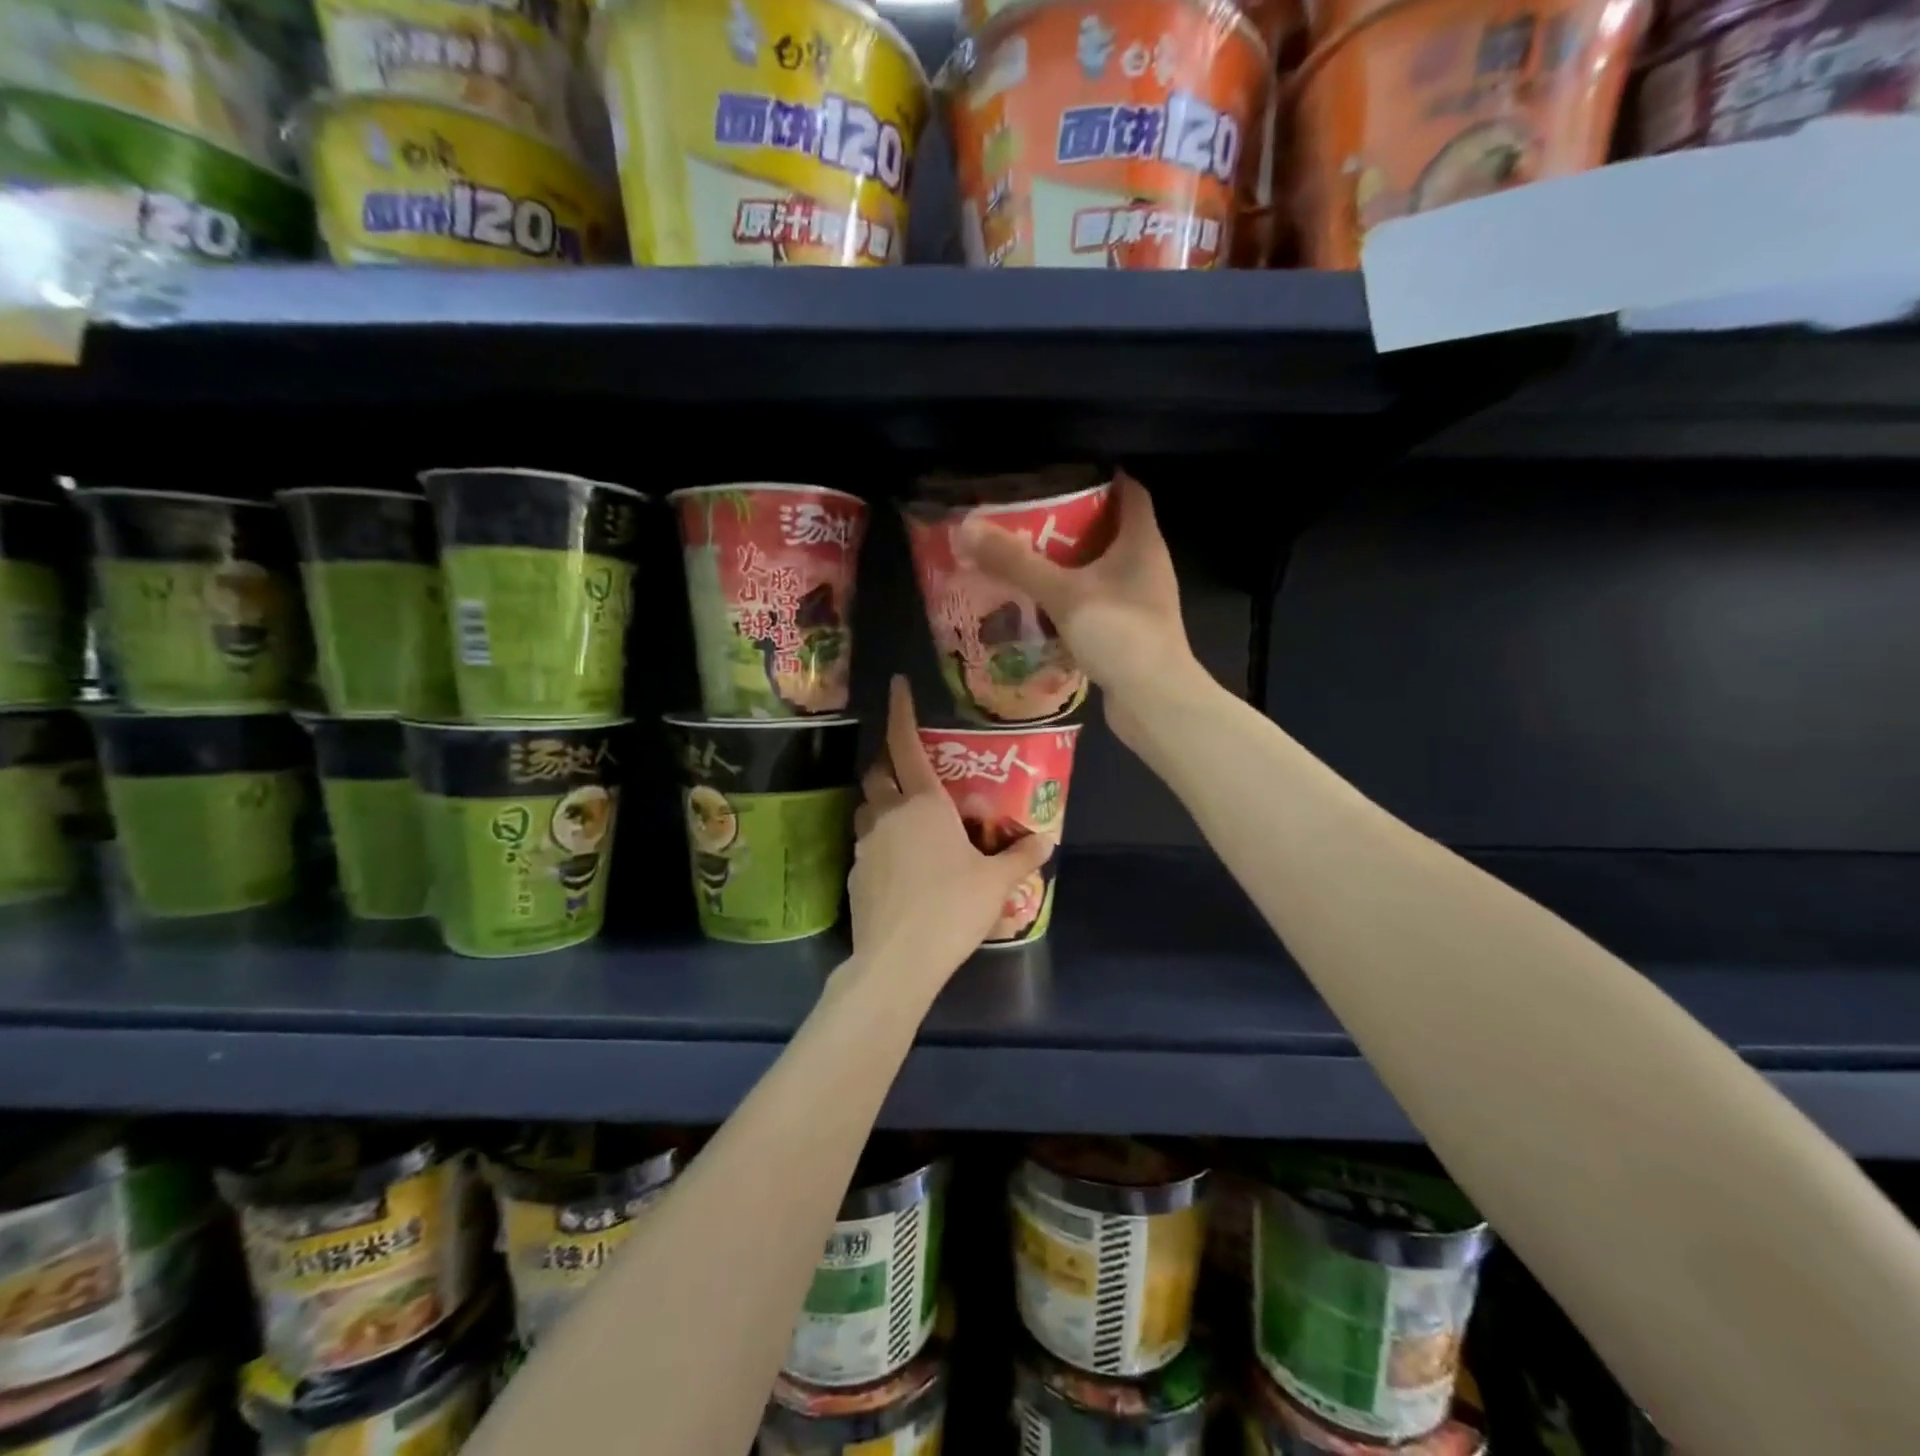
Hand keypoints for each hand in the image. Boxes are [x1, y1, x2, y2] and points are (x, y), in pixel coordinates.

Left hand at [849, 677, 1052, 983]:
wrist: (898, 960)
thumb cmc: (952, 909)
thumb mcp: (996, 883)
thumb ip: (1021, 857)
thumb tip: (1047, 840)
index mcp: (924, 803)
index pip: (906, 744)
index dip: (900, 711)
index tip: (896, 684)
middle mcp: (889, 814)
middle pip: (878, 772)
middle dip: (889, 761)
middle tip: (909, 766)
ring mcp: (866, 843)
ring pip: (868, 808)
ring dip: (882, 802)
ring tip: (906, 818)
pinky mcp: (855, 873)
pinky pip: (866, 844)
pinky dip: (881, 841)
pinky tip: (901, 866)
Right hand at [956, 471, 1195, 726]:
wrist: (1154, 701)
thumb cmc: (1119, 634)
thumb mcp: (1062, 593)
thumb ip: (1016, 562)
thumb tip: (967, 529)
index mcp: (1141, 542)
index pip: (1129, 491)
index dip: (1099, 478)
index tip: (1059, 477)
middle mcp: (1146, 566)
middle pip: (1110, 530)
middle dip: (1071, 523)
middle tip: (1027, 520)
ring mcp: (1140, 601)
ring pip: (1102, 570)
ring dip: (1069, 565)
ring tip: (1025, 561)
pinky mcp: (1130, 631)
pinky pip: (1097, 603)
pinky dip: (1072, 600)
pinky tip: (1040, 608)